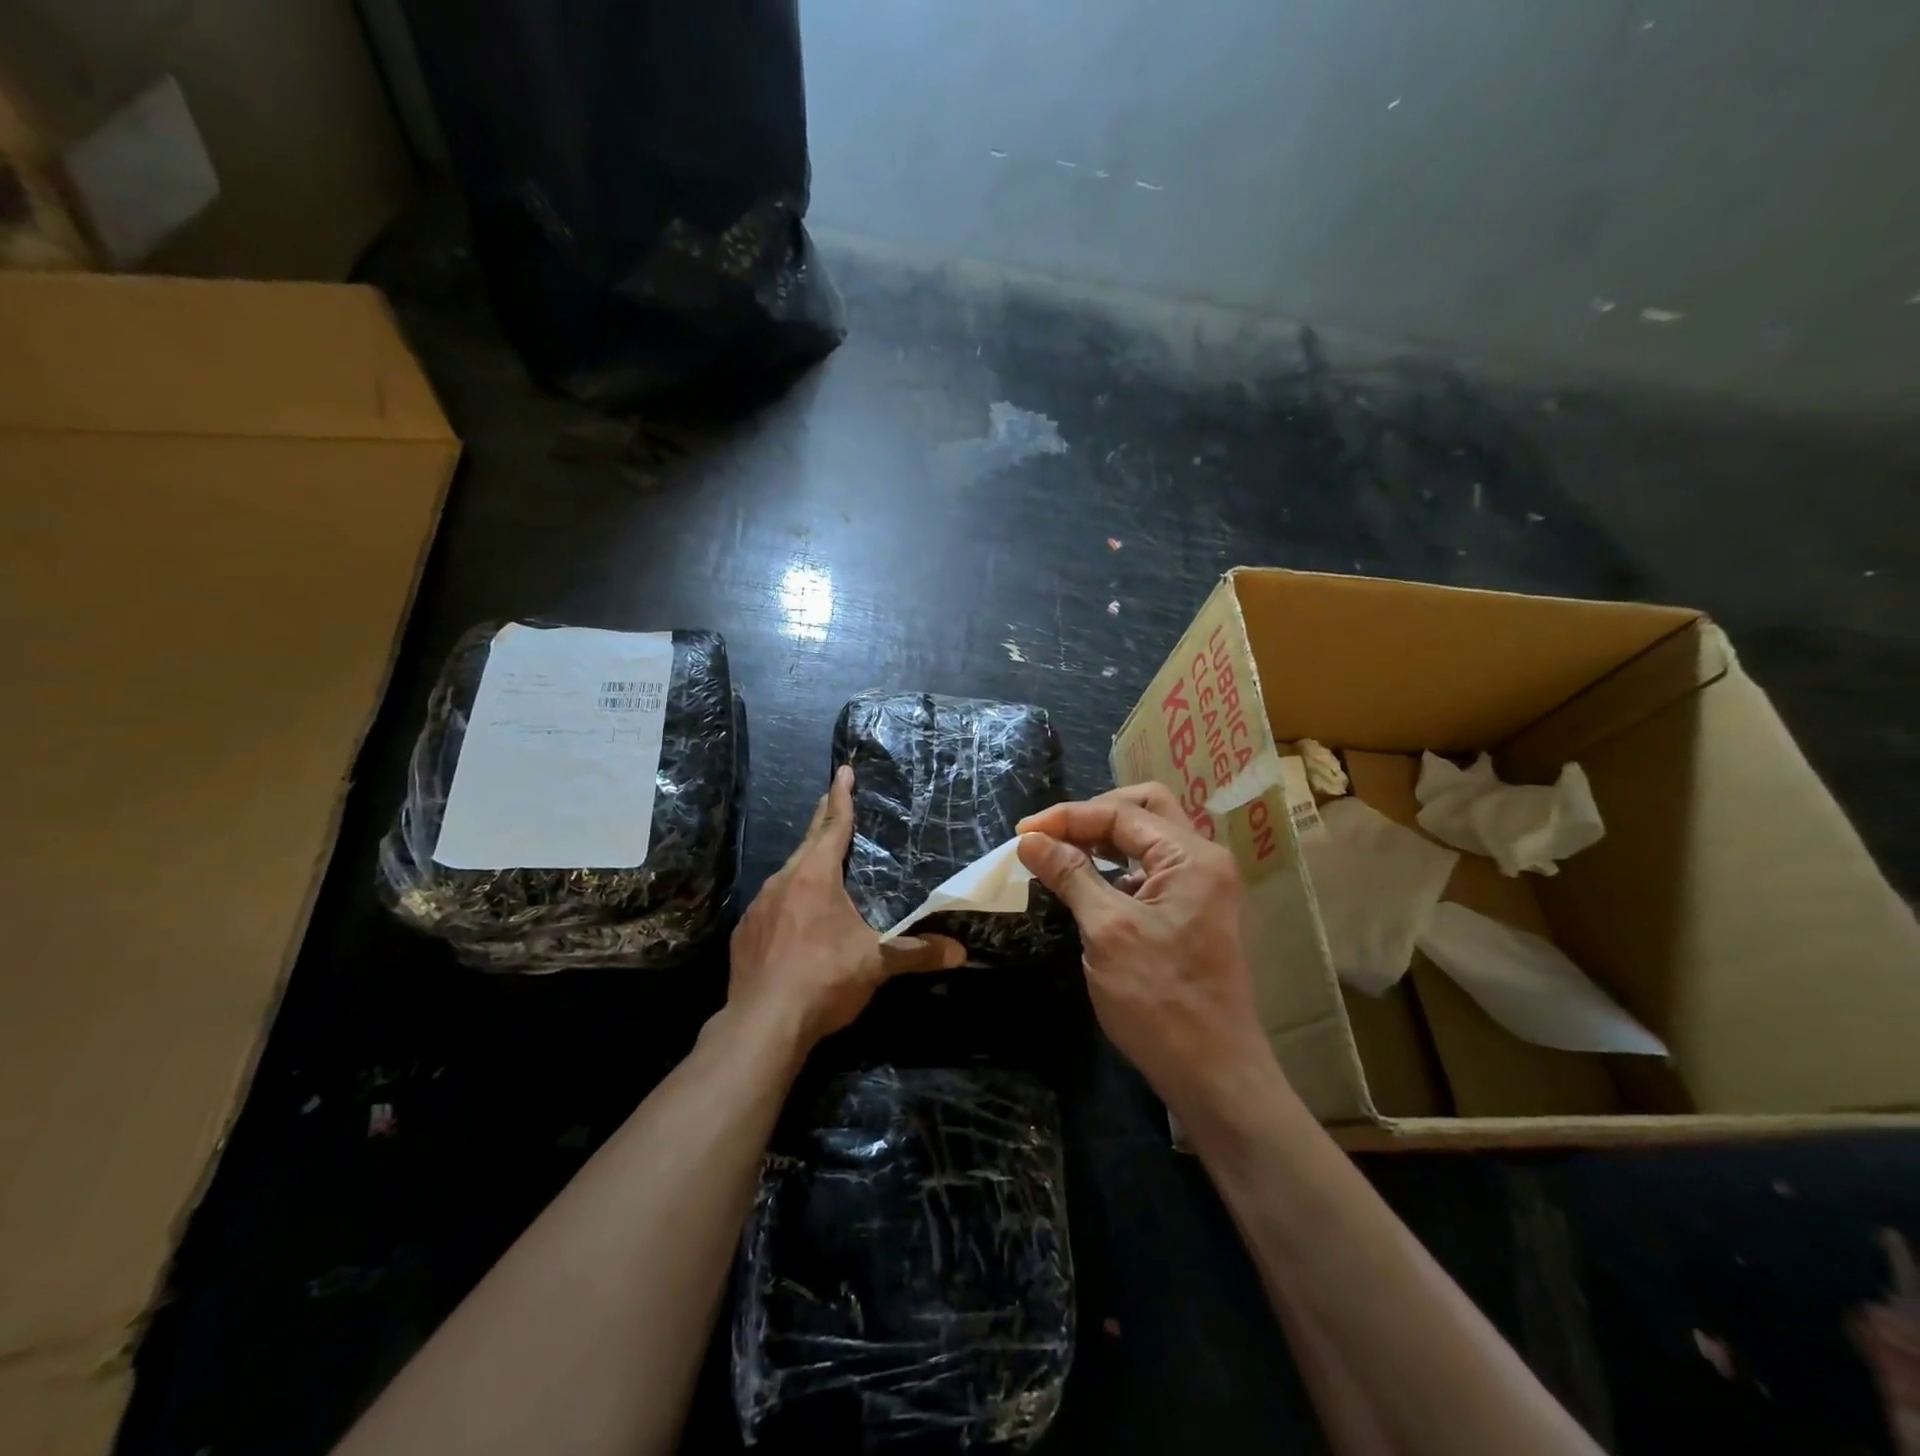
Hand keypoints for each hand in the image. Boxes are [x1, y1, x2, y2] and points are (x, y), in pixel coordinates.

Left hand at [729, 765, 964, 1053]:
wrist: (761, 1024)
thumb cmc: (823, 980)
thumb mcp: (876, 964)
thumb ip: (918, 953)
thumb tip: (960, 952)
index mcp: (815, 876)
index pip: (833, 825)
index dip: (842, 797)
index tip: (844, 771)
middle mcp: (783, 881)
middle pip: (808, 841)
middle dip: (823, 820)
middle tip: (835, 800)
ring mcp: (758, 907)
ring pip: (787, 875)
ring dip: (805, 865)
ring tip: (821, 866)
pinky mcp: (745, 934)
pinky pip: (771, 905)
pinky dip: (788, 901)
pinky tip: (795, 920)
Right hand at [1017, 783, 1271, 1112]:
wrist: (1213, 1074)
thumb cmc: (1159, 1000)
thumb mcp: (1107, 931)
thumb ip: (1070, 875)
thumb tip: (1030, 840)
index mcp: (1191, 857)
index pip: (1121, 814)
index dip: (1068, 817)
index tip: (1022, 834)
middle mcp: (1203, 861)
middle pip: (1144, 810)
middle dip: (1092, 816)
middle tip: (1050, 836)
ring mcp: (1202, 887)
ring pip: (1148, 838)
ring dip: (1104, 840)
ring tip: (1060, 854)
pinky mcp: (1193, 912)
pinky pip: (1151, 870)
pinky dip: (1117, 867)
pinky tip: (1088, 884)